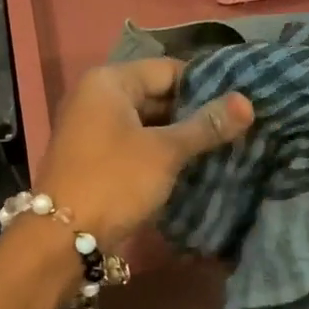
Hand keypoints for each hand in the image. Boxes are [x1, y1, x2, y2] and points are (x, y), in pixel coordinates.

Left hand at [37, 60, 252, 248]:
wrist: (61, 239)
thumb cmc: (114, 181)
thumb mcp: (164, 151)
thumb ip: (206, 126)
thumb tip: (247, 102)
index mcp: (109, 81)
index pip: (168, 69)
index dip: (206, 84)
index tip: (240, 101)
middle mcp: (97, 96)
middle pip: (157, 94)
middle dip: (195, 111)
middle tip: (239, 125)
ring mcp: (94, 128)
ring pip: (148, 121)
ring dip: (181, 134)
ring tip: (225, 144)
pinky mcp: (96, 156)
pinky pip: (136, 143)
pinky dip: (162, 151)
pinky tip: (194, 164)